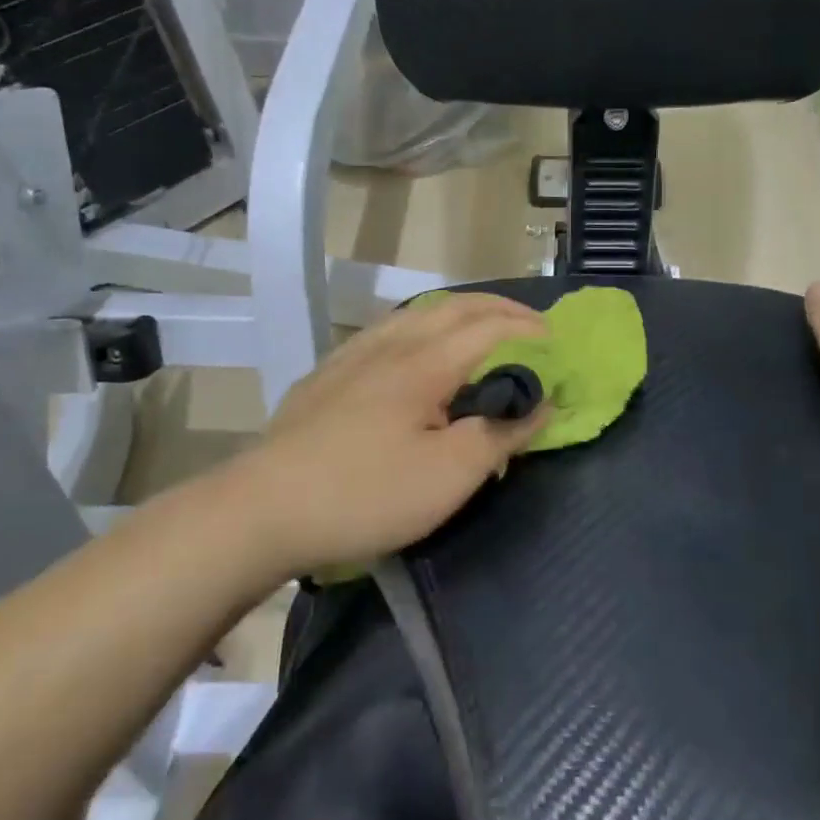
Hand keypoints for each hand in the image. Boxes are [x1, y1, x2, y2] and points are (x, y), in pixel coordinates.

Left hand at [226, 293, 550, 580]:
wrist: (261, 510)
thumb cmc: (365, 494)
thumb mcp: (448, 477)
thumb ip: (499, 435)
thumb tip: (539, 405)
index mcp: (424, 364)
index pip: (489, 327)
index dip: (529, 329)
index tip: (559, 344)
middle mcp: (390, 346)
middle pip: (453, 308)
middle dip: (499, 309)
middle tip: (532, 324)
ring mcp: (352, 357)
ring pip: (415, 315)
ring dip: (459, 312)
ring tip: (481, 326)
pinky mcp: (327, 376)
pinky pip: (387, 331)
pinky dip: (421, 326)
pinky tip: (413, 348)